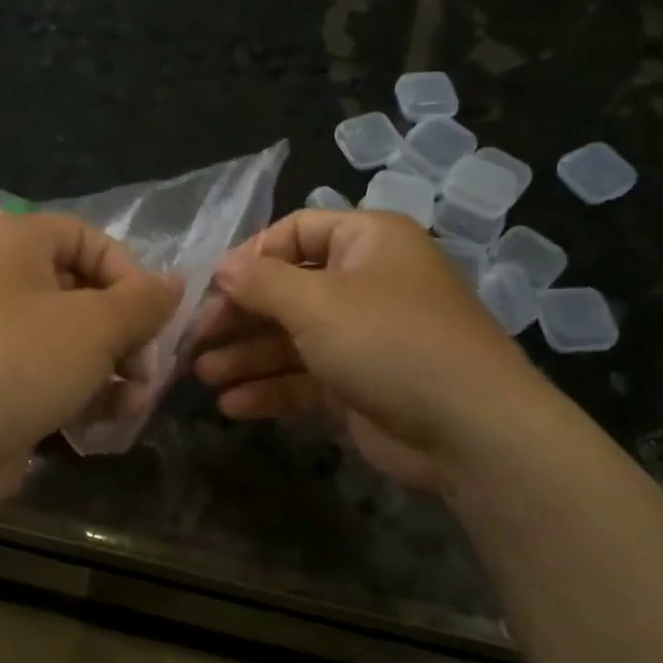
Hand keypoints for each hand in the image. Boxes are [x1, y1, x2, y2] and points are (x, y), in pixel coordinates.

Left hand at [0, 211, 179, 506]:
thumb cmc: (22, 360)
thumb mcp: (98, 325)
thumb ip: (144, 301)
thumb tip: (175, 283)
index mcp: (15, 243)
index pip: (88, 237)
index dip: (129, 272)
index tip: (153, 315)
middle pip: (82, 292)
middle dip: (125, 333)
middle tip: (148, 368)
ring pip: (68, 340)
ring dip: (110, 370)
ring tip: (133, 403)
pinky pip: (45, 374)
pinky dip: (78, 392)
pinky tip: (103, 422)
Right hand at [191, 209, 554, 492]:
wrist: (469, 431)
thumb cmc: (388, 341)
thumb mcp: (316, 302)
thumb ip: (261, 282)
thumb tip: (223, 267)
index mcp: (366, 242)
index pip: (295, 232)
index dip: (250, 256)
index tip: (210, 285)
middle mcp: (364, 283)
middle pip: (286, 289)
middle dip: (238, 315)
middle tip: (193, 337)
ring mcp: (363, 336)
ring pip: (291, 338)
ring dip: (245, 356)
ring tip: (200, 375)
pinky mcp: (359, 384)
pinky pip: (305, 377)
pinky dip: (270, 388)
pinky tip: (231, 405)